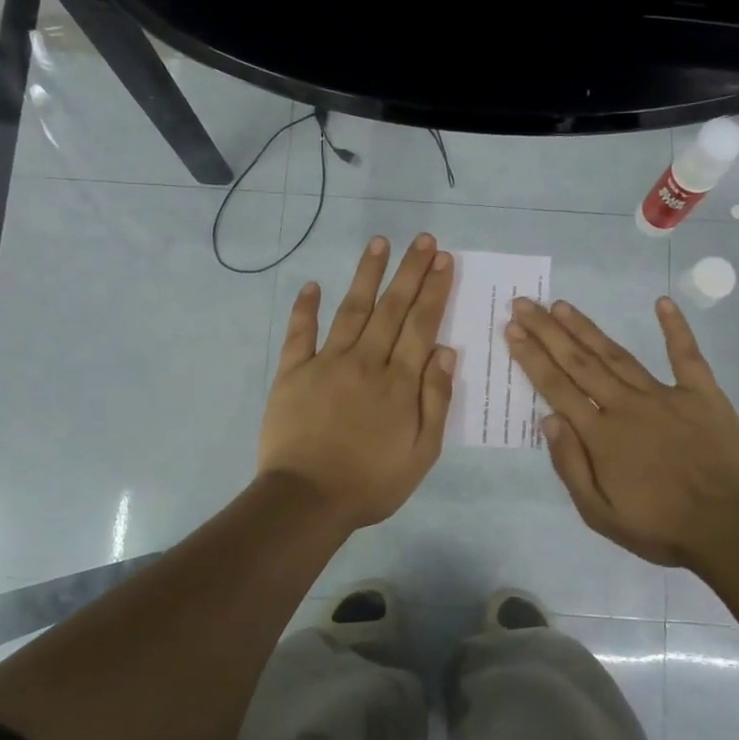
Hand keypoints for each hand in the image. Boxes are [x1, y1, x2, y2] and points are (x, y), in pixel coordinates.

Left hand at [259, 233, 457, 529]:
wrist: (307, 500)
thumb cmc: (372, 482)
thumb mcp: (422, 452)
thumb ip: (435, 399)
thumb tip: (445, 351)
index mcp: (399, 382)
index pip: (421, 325)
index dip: (434, 290)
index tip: (444, 260)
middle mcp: (366, 362)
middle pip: (392, 308)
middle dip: (410, 271)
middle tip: (423, 239)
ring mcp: (326, 363)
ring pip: (351, 310)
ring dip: (367, 275)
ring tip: (379, 243)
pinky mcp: (292, 373)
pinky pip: (300, 334)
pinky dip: (305, 308)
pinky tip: (312, 284)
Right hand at [505, 295, 738, 569]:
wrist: (731, 530)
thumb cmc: (660, 527)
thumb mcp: (599, 513)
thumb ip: (570, 465)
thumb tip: (549, 419)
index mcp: (600, 435)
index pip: (556, 387)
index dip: (532, 357)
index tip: (512, 330)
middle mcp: (626, 405)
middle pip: (579, 362)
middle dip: (548, 331)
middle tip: (524, 303)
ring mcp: (666, 395)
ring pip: (617, 354)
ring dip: (587, 328)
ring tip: (562, 305)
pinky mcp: (703, 394)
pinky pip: (686, 355)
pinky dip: (676, 327)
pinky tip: (663, 301)